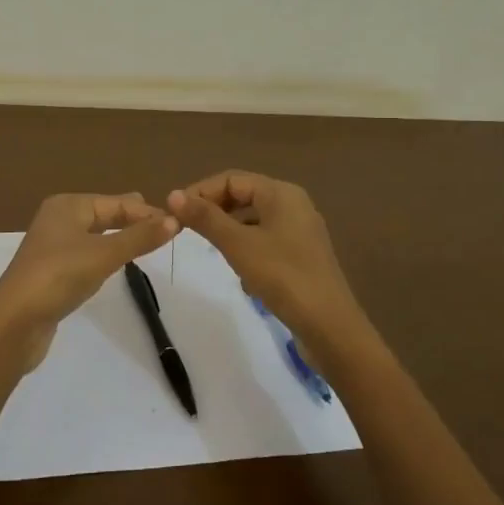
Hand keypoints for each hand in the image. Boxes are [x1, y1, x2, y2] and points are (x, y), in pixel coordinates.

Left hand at [0, 193, 177, 368]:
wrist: (14, 322)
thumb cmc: (59, 276)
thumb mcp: (104, 254)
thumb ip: (140, 238)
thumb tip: (175, 221)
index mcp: (68, 205)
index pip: (117, 203)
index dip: (147, 213)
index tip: (178, 224)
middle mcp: (59, 219)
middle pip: (106, 214)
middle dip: (134, 221)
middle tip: (167, 230)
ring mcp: (54, 246)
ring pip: (97, 235)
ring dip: (121, 238)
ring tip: (150, 244)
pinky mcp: (53, 271)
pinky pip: (88, 254)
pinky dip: (107, 255)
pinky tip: (119, 264)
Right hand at [167, 171, 373, 367]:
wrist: (329, 326)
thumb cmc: (283, 276)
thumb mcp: (238, 245)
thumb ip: (206, 218)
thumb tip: (174, 195)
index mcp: (281, 193)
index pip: (231, 179)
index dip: (200, 191)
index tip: (174, 213)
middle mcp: (293, 204)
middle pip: (244, 195)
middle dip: (214, 210)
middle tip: (186, 229)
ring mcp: (300, 230)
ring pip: (254, 219)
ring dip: (229, 229)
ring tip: (209, 247)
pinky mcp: (302, 254)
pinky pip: (266, 239)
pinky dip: (247, 247)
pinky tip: (241, 272)